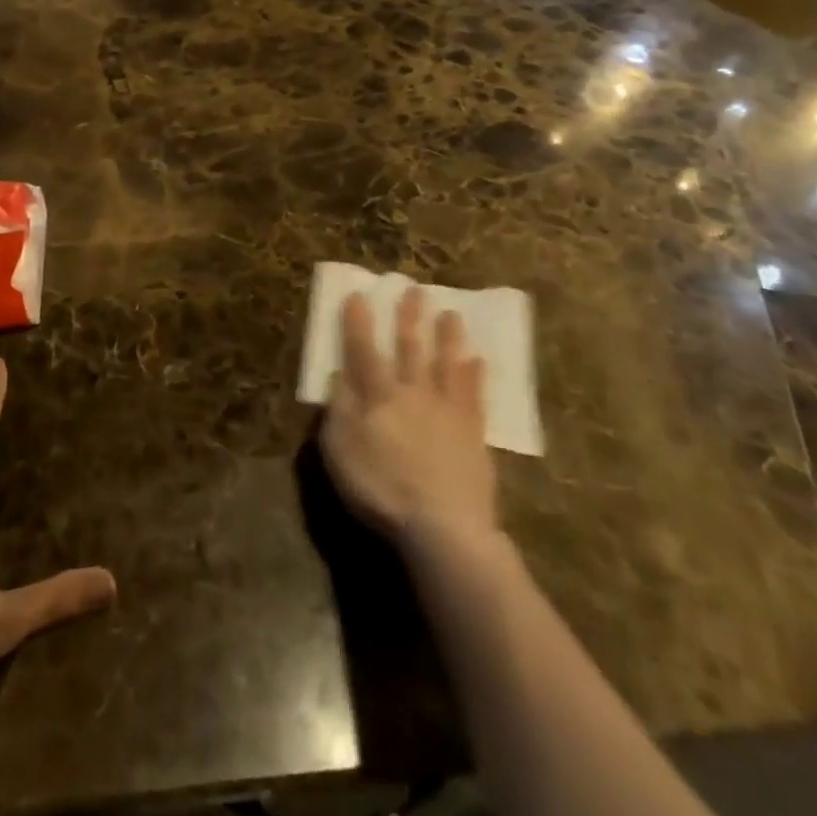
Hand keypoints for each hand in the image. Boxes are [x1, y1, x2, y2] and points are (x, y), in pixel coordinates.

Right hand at [318, 287, 497, 547]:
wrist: (443, 526)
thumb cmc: (381, 489)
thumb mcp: (340, 452)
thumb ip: (338, 410)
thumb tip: (338, 374)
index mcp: (378, 396)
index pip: (363, 350)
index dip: (358, 322)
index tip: (358, 295)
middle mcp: (413, 392)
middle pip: (410, 347)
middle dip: (410, 317)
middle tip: (415, 289)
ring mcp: (446, 410)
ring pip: (446, 363)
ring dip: (447, 337)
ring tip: (451, 313)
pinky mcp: (472, 432)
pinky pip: (474, 396)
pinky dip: (475, 376)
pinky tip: (478, 361)